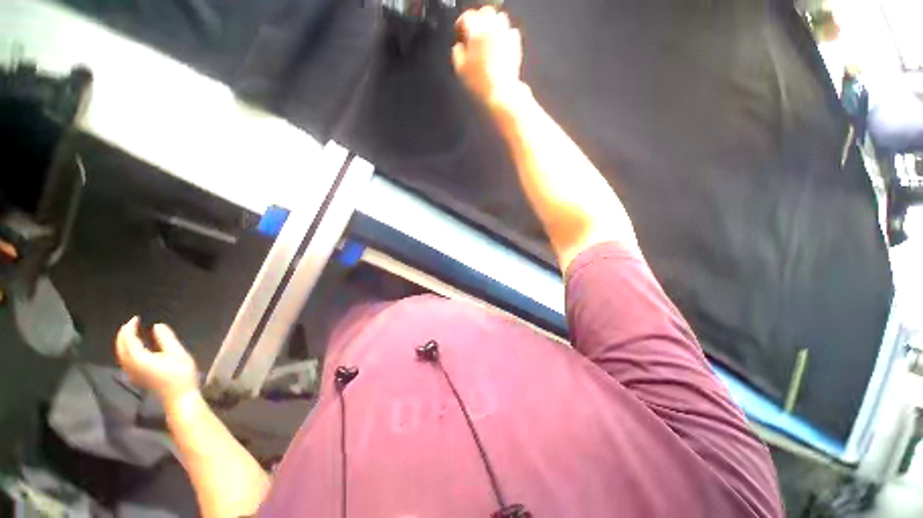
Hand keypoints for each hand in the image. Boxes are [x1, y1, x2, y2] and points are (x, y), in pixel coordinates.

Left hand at [116, 317, 198, 404]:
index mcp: (139, 358)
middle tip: (131, 323)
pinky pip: (125, 359)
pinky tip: (134, 347)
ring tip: (131, 332)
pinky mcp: (136, 375)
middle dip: (123, 334)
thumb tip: (157, 325)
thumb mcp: (177, 353)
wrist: (178, 396)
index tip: (136, 318)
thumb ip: (166, 338)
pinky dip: (126, 349)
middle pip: (121, 347)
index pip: (129, 340)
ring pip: (121, 354)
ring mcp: (132, 372)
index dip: (130, 328)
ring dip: (123, 342)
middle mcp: (131, 364)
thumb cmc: (180, 374)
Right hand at [453, 7, 524, 107]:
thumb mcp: (460, 69)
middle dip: (478, 20)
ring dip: (492, 26)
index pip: (466, 17)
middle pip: (485, 13)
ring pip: (499, 19)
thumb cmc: (480, 83)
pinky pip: (510, 32)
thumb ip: (457, 53)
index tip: (459, 31)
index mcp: (476, 31)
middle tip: (474, 33)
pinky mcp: (515, 44)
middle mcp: (492, 28)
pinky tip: (499, 48)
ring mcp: (506, 34)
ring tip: (487, 39)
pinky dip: (504, 36)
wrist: (501, 93)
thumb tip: (459, 47)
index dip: (461, 24)